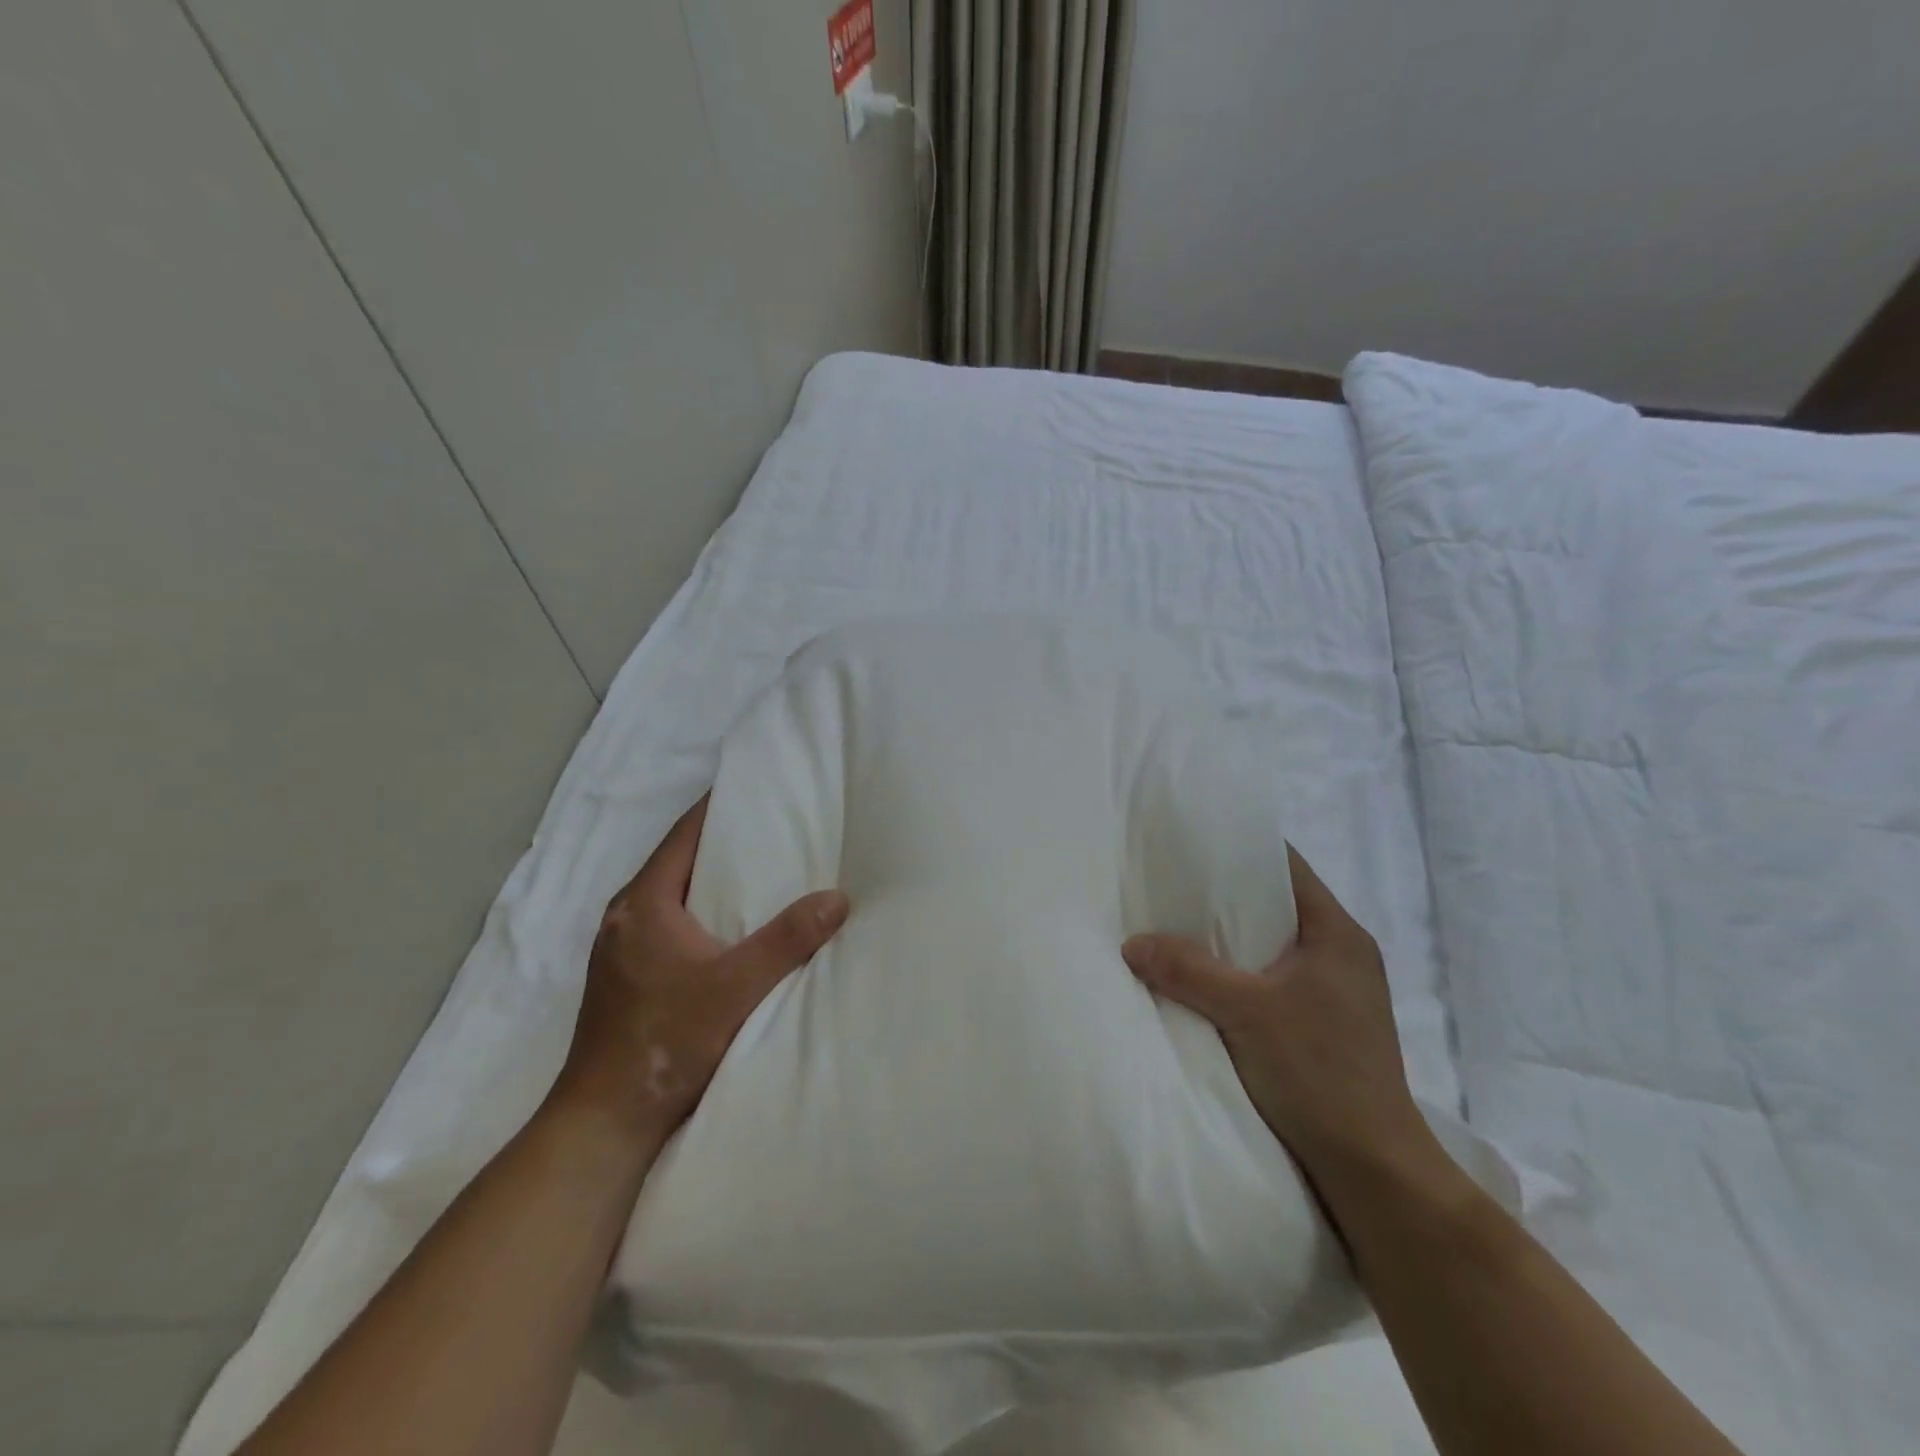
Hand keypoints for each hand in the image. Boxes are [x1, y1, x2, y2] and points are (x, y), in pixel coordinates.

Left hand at [548, 795, 849, 1149]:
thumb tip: (837, 898)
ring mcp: (621, 948)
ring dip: (712, 878)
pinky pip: (668, 922)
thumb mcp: (736, 988)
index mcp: (643, 903)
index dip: (720, 807)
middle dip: (724, 842)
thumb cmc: (666, 1043)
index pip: (684, 834)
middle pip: (678, 860)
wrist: (604, 1121)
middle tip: (776, 827)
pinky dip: (700, 910)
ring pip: (672, 894)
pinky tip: (732, 925)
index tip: (760, 789)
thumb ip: (787, 941)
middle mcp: (625, 916)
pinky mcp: (625, 976)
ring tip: (763, 871)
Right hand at [1122, 845, 1435, 1187]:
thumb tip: (1132, 943)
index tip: (1192, 843)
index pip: (1287, 866)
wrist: (1373, 1170)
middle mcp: (1343, 954)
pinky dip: (1239, 974)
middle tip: (1170, 885)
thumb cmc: (1319, 1073)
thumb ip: (1188, 970)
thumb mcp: (1245, 1013)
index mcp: (1338, 934)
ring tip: (1176, 928)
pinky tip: (1203, 981)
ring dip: (1229, 939)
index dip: (1241, 848)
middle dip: (1224, 895)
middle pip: (1276, 904)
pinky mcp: (1325, 1025)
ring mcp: (1336, 992)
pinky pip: (1273, 980)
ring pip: (1272, 946)